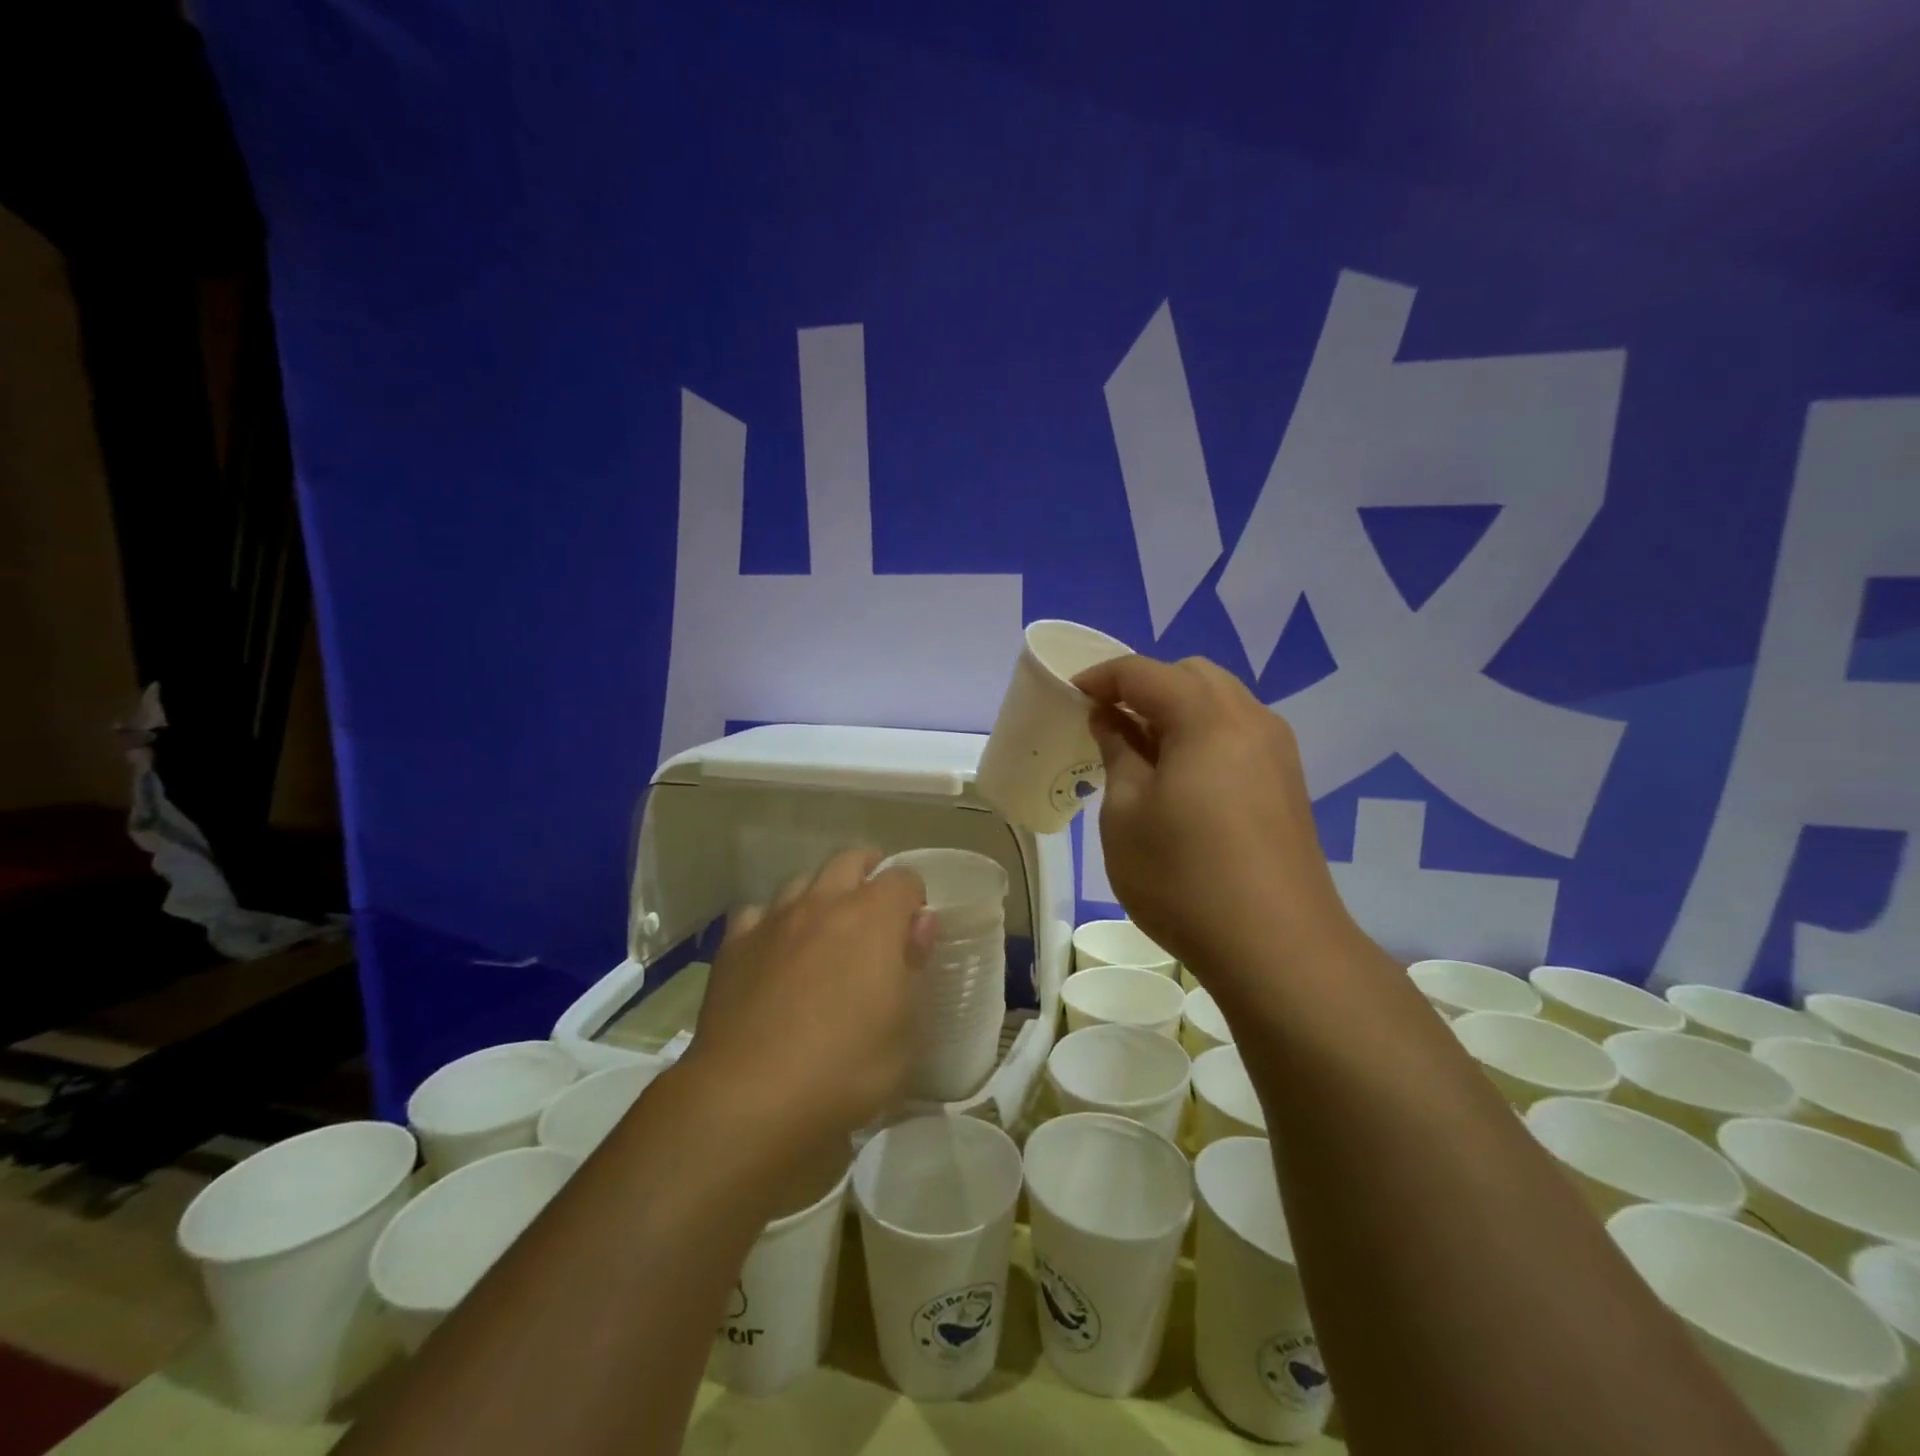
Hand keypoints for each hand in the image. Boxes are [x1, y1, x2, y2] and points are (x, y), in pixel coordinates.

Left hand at [682, 849, 931, 1155]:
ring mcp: (774, 920)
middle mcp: (823, 903)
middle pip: (848, 861)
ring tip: (824, 931)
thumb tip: (921, 922)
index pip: (902, 878)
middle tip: (874, 913)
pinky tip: (773, 952)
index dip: (913, 897)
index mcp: (873, 917)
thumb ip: (914, 965)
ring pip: (801, 882)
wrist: (750, 1096)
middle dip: (866, 875)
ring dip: (819, 896)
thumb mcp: (905, 1029)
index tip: (913, 928)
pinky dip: (771, 924)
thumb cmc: (847, 1067)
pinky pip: (757, 915)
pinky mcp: (734, 945)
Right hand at [1075, 654, 1358, 990]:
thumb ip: (1117, 753)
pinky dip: (1202, 736)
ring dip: (1176, 711)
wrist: (1278, 948)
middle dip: (1144, 687)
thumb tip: (1111, 719)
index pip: (1143, 672)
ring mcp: (1277, 752)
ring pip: (1220, 703)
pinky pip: (1238, 734)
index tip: (1070, 696)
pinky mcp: (1288, 784)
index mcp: (1206, 717)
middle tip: (1108, 723)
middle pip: (1191, 676)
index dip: (1101, 678)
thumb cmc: (1183, 877)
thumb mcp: (1126, 814)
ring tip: (1142, 752)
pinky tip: (1182, 780)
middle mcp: (1250, 719)